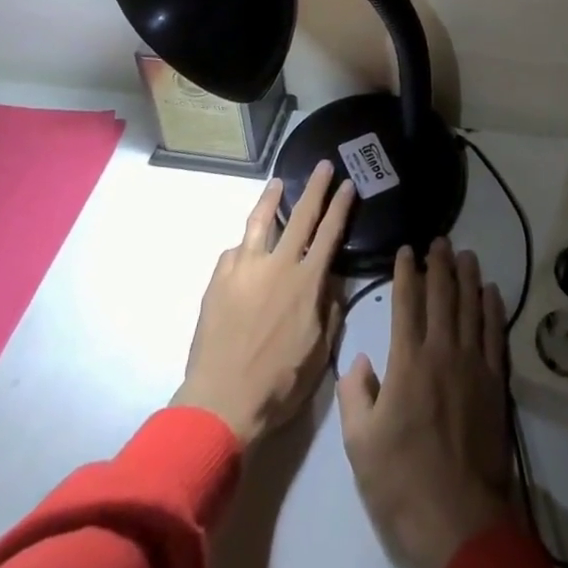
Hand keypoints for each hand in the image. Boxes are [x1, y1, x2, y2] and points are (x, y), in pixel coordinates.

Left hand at [172, 162, 355, 446]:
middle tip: (323, 165)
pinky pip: (235, 253)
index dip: (341, 206)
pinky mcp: (219, 280)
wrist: (221, 402)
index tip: (348, 184)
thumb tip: (331, 282)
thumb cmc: (278, 384)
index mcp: (307, 283)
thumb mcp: (320, 352)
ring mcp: (245, 269)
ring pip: (260, 221)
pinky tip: (244, 248)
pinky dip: (244, 246)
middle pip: (301, 215)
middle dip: (316, 187)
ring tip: (277, 183)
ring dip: (270, 199)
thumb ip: (329, 311)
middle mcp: (278, 266)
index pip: (330, 233)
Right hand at [339, 239, 514, 567]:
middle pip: (442, 295)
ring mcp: (473, 364)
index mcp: (407, 361)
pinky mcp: (495, 382)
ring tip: (465, 254)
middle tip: (439, 240)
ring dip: (468, 277)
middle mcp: (442, 351)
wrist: (458, 519)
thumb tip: (361, 359)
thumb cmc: (402, 482)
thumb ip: (355, 395)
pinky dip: (493, 308)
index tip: (406, 250)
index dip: (406, 272)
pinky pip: (494, 333)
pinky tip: (491, 292)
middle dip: (439, 264)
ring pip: (471, 306)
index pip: (406, 303)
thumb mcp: (360, 445)